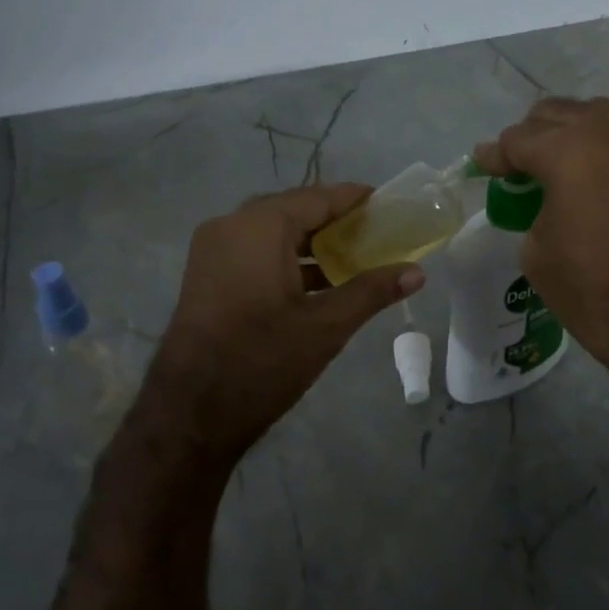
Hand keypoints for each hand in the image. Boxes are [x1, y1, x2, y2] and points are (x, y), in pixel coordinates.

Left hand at [144, 184, 425, 461]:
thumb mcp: (326, 325)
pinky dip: (284, 257)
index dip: (354, 199)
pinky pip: (252, 250)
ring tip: (351, 259)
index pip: (317, 197)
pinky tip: (315, 282)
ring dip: (309, 242)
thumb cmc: (263, 359)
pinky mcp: (205, 274)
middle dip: (334, 221)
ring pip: (271, 231)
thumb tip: (417, 273)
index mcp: (260, 226)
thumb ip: (372, 291)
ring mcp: (212, 249)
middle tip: (373, 233)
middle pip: (293, 210)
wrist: (191, 412)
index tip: (386, 203)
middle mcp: (230, 225)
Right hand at [475, 98, 608, 396]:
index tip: (484, 163)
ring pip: (601, 117)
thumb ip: (534, 210)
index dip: (495, 154)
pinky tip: (603, 175)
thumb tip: (548, 201)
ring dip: (575, 133)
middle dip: (533, 134)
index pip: (519, 139)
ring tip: (563, 160)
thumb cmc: (597, 293)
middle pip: (560, 114)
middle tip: (520, 161)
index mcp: (569, 152)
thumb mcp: (538, 255)